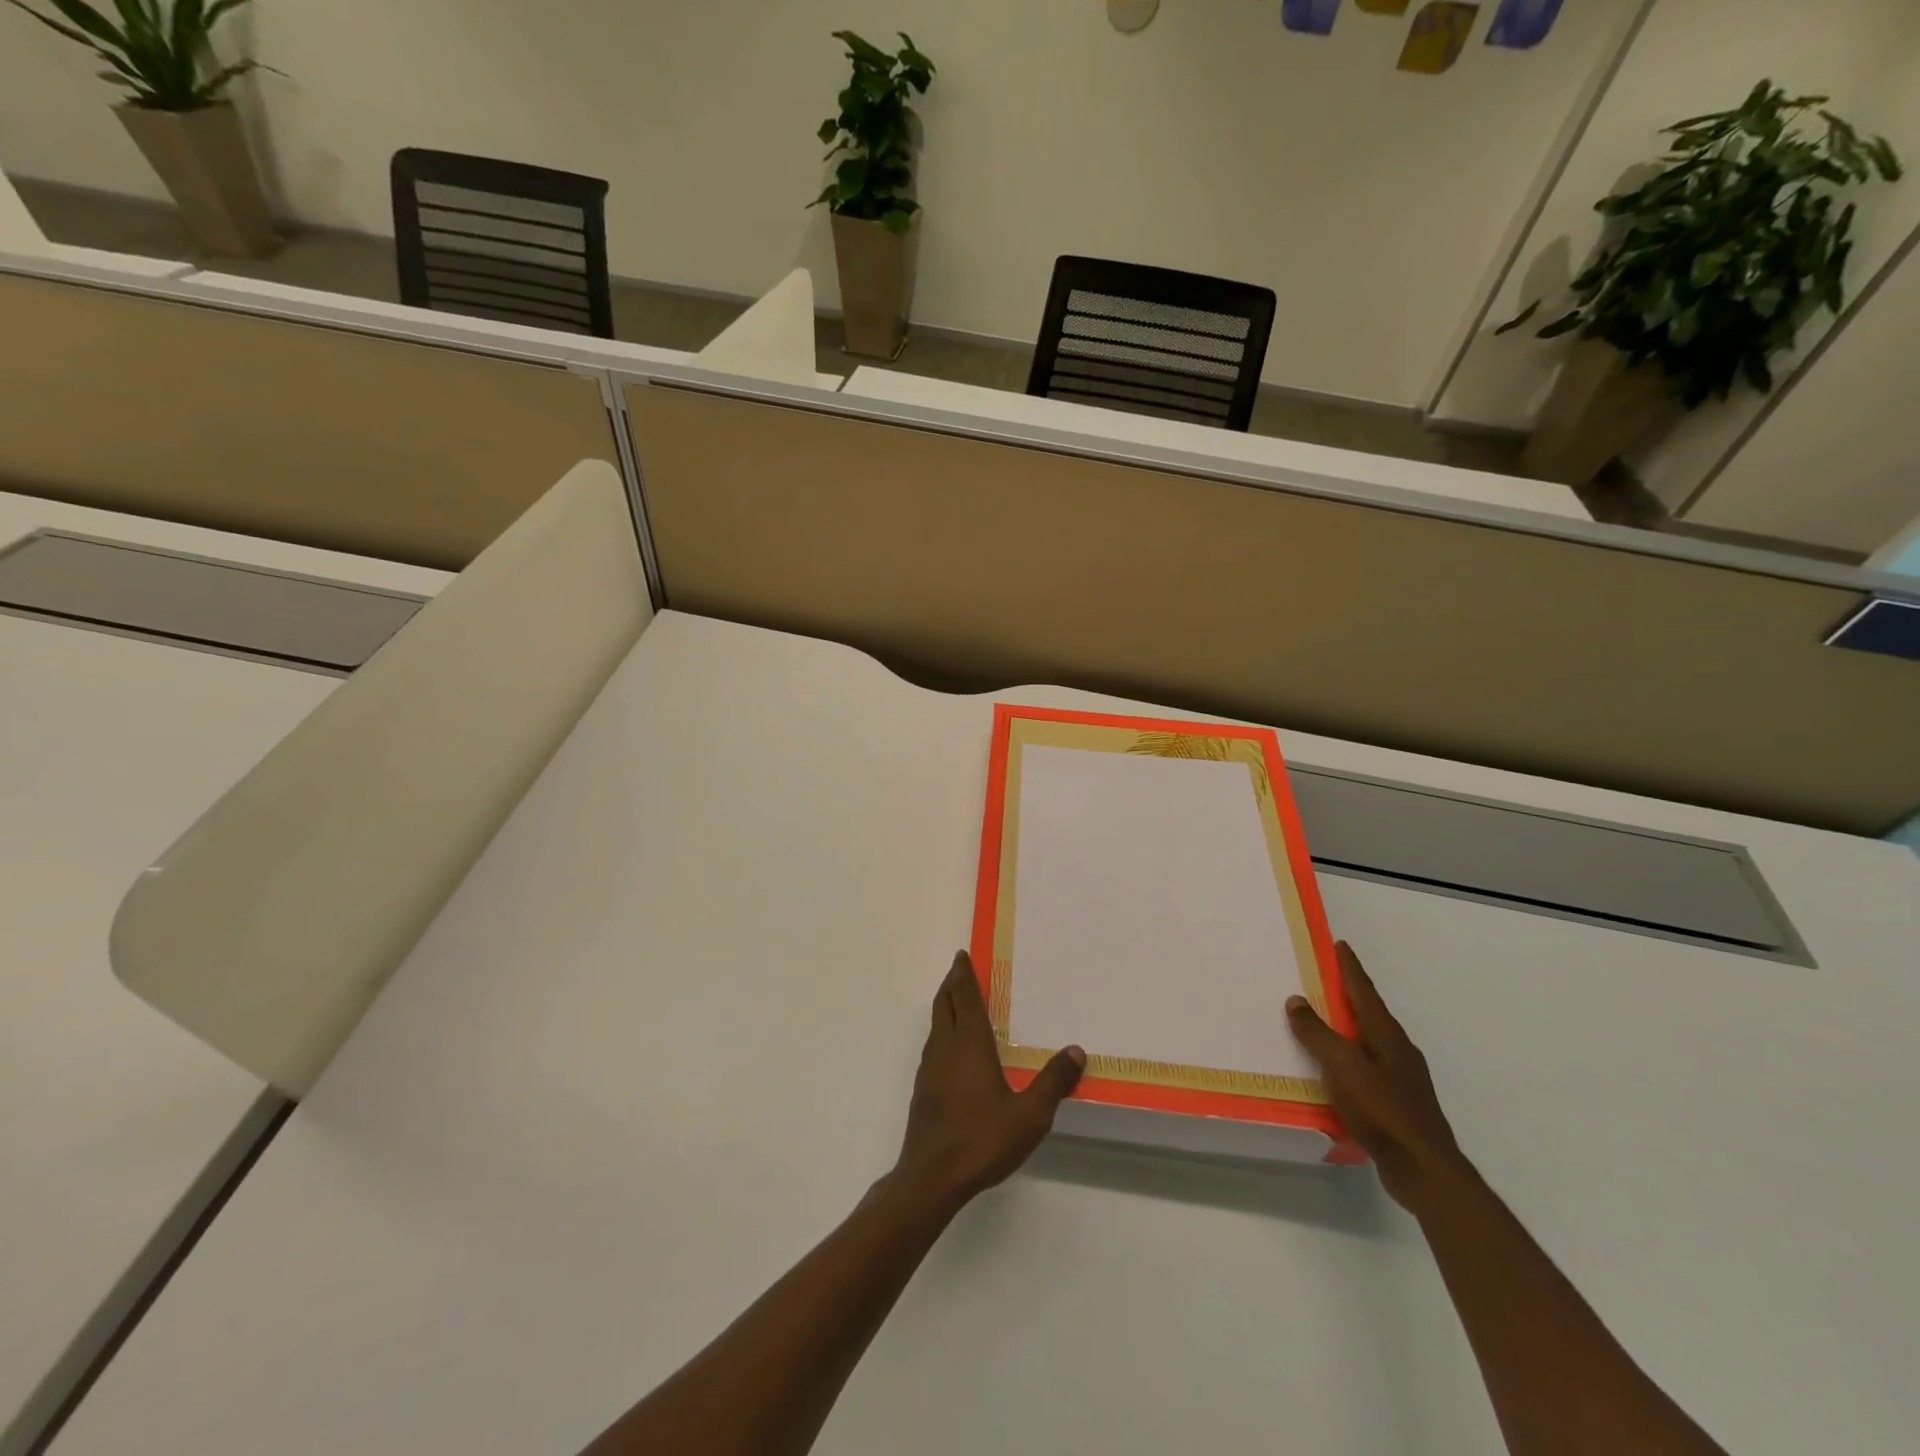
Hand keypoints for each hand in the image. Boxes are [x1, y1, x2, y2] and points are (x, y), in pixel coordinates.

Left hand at [892, 950, 1085, 1211]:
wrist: (932, 1177)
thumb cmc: (981, 1140)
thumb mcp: (1029, 1115)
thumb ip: (1052, 1082)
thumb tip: (1076, 1050)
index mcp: (969, 1044)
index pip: (965, 998)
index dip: (963, 975)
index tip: (962, 955)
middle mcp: (945, 1048)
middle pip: (944, 1004)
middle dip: (951, 984)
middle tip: (959, 970)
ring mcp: (929, 1068)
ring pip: (935, 1025)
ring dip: (945, 1006)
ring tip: (957, 1003)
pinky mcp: (923, 1089)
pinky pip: (933, 1046)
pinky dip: (942, 1031)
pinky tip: (952, 1050)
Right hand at [1287, 942, 1466, 1211]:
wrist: (1424, 1169)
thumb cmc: (1382, 1109)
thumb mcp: (1342, 1066)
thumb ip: (1317, 1033)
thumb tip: (1297, 1001)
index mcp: (1386, 1035)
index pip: (1364, 991)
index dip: (1350, 968)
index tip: (1339, 945)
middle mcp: (1398, 1050)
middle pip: (1369, 1014)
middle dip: (1348, 996)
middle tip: (1323, 980)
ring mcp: (1402, 1079)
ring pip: (1368, 1042)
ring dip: (1347, 1029)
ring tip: (1322, 1024)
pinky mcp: (1398, 1104)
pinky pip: (1367, 1069)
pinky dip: (1349, 1061)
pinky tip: (1334, 1074)